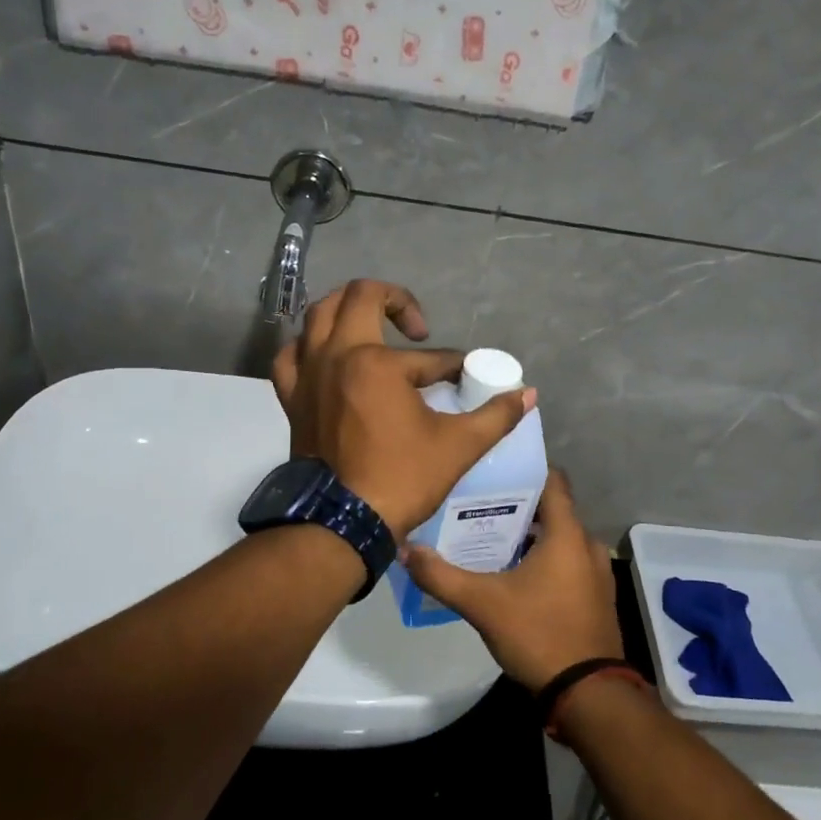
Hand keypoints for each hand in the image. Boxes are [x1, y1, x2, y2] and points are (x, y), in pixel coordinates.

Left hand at [270, 280, 535, 538]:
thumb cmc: (400, 479)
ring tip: (371, 327)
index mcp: (377, 363)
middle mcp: (337, 355)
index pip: (429, 356)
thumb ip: (495, 416)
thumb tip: (528, 394)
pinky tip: (325, 356)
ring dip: (347, 310)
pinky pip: (292, 355)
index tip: (466, 380)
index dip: (454, 366)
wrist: (342, 523)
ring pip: (319, 315)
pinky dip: (308, 347)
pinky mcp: (293, 397)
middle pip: (361, 296)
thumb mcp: (458, 446)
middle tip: (416, 329)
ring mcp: (308, 374)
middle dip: (395, 301)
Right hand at [400, 470, 622, 690]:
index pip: (553, 481)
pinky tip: (512, 576)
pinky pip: (567, 565)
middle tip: (477, 505)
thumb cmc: (539, 634)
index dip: (525, 470)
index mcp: (567, 534)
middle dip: (517, 507)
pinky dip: (544, 562)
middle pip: (551, 512)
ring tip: (488, 538)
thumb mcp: (482, 604)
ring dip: (529, 538)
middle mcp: (587, 545)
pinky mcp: (596, 598)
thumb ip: (441, 576)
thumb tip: (405, 549)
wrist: (588, 694)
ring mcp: (596, 573)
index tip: (494, 468)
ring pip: (559, 541)